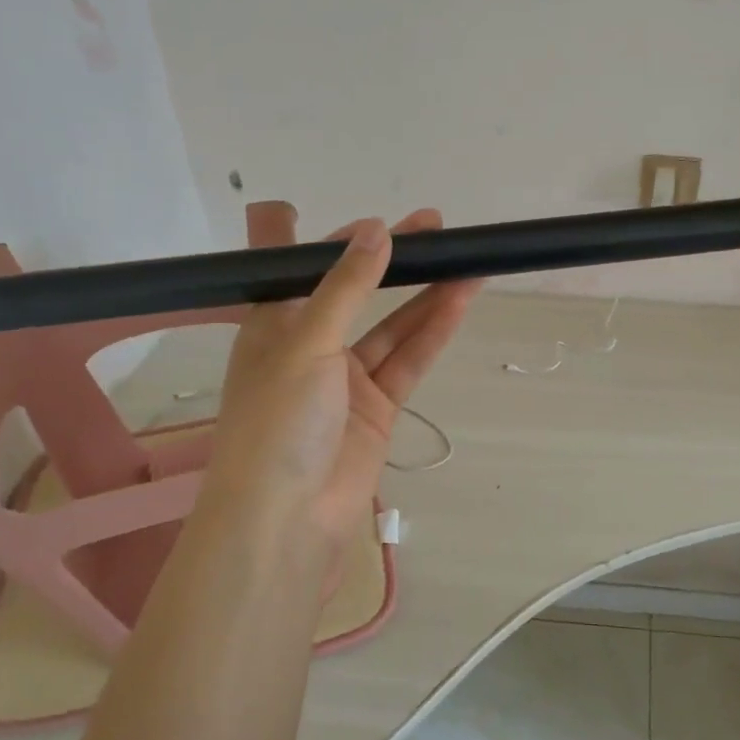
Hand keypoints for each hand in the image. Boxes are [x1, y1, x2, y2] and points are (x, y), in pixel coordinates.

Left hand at [207, 201, 479, 557]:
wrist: (287, 519)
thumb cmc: (277, 421)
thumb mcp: (305, 343)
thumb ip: (345, 287)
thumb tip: (376, 229)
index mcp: (272, 325)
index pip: (298, 268)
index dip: (332, 241)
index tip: (377, 221)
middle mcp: (309, 346)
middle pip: (357, 292)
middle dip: (394, 261)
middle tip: (437, 227)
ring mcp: (347, 380)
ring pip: (393, 326)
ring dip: (427, 295)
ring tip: (467, 260)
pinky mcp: (378, 408)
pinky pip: (409, 361)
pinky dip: (434, 333)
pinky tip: (461, 301)